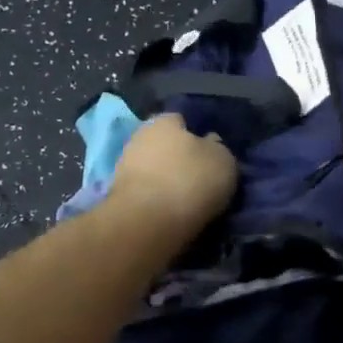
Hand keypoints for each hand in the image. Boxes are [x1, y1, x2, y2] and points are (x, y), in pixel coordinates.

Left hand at [106, 113, 237, 236]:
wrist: (148, 222)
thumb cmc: (191, 180)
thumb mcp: (224, 161)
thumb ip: (218, 148)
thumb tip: (210, 143)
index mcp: (164, 121)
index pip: (181, 120)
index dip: (196, 135)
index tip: (209, 154)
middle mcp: (140, 137)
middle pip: (164, 145)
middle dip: (178, 158)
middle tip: (199, 178)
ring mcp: (124, 167)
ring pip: (153, 169)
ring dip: (166, 181)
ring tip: (186, 200)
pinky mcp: (117, 196)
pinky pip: (144, 192)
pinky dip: (155, 199)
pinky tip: (169, 212)